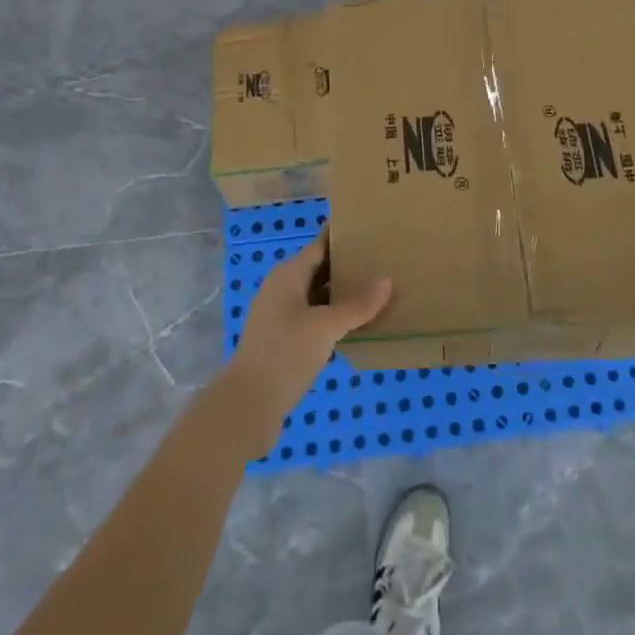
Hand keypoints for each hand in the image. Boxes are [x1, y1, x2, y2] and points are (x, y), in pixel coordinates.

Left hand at [218, 233, 390, 456]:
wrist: (248, 406)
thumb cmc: (285, 354)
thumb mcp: (326, 326)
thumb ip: (357, 304)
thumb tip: (387, 280)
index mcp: (288, 274)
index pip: (319, 245)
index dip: (342, 235)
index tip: (370, 227)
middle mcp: (282, 289)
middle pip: (319, 269)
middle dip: (347, 265)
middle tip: (382, 259)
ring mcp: (281, 316)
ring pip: (317, 296)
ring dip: (342, 294)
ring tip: (376, 290)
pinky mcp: (284, 342)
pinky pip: (315, 318)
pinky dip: (334, 317)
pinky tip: (357, 325)